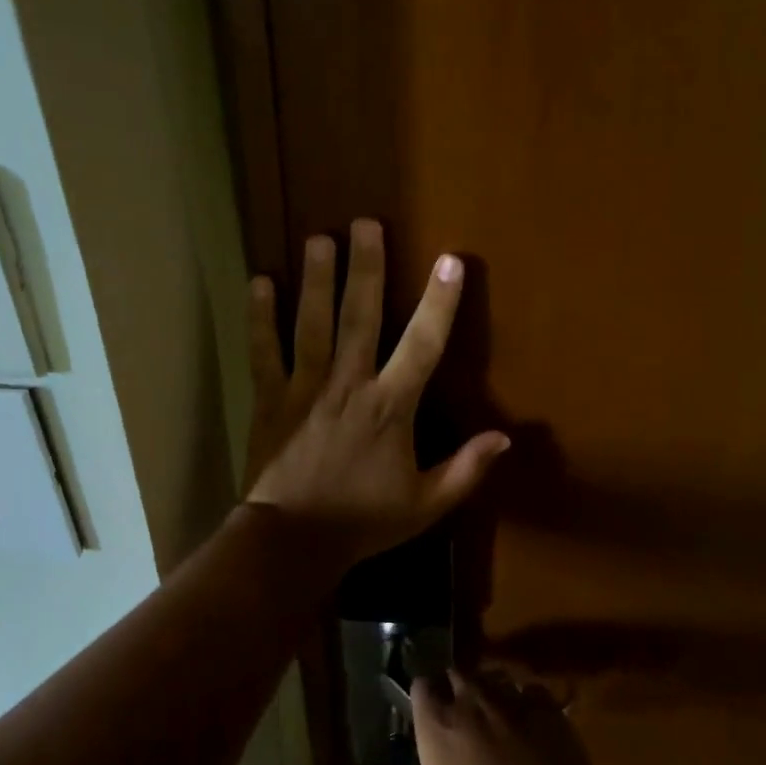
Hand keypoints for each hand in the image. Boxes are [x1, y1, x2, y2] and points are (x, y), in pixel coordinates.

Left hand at [245, 219, 509, 565]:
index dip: (439, 302)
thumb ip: (466, 469)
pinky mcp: (270, 397)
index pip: (422, 345)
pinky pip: (263, 349)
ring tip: (319, 238)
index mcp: (390, 407)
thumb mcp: (426, 504)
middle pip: (359, 315)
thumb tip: (506, 438)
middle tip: (365, 223)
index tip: (450, 260)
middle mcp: (348, 384)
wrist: (292, 541)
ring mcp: (304, 387)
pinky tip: (259, 281)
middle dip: (365, 267)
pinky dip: (260, 316)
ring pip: (311, 322)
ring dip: (316, 279)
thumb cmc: (363, 521)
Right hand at [387, 672, 608, 764]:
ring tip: (490, 704)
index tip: (424, 704)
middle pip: (457, 676)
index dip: (421, 694)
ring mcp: (513, 707)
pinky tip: (527, 715)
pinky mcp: (549, 714)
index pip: (421, 691)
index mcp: (439, 734)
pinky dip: (524, 697)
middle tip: (455, 704)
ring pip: (492, 678)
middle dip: (452, 685)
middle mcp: (471, 709)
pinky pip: (530, 690)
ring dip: (487, 687)